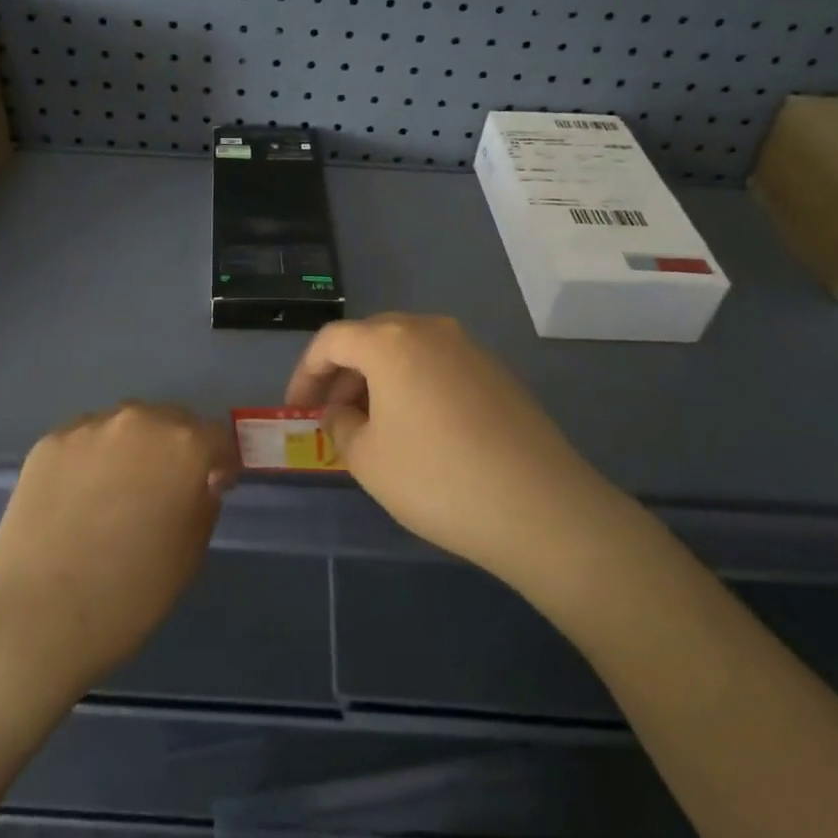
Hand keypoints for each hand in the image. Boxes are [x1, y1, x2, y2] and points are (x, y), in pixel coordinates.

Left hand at [0, 404, 234, 696]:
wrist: (35, 615)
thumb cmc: (129, 595)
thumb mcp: (190, 555)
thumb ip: (203, 503)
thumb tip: (200, 481)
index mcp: (184, 446)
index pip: (217, 437)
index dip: (220, 463)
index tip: (213, 488)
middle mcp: (139, 420)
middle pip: (171, 421)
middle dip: (176, 448)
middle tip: (164, 489)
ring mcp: (89, 426)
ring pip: (125, 426)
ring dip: (133, 448)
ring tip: (116, 492)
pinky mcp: (49, 441)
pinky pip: (85, 441)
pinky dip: (92, 459)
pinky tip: (79, 498)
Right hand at [286, 314, 635, 598]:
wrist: (540, 507)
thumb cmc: (436, 478)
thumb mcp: (367, 459)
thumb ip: (340, 426)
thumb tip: (342, 412)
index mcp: (390, 341)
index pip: (331, 341)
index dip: (305, 373)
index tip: (296, 409)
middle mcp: (430, 329)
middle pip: (370, 339)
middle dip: (342, 375)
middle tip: (330, 416)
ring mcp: (469, 348)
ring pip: (406, 352)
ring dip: (378, 380)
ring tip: (371, 426)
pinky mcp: (497, 372)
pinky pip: (438, 366)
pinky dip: (413, 386)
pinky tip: (417, 429)